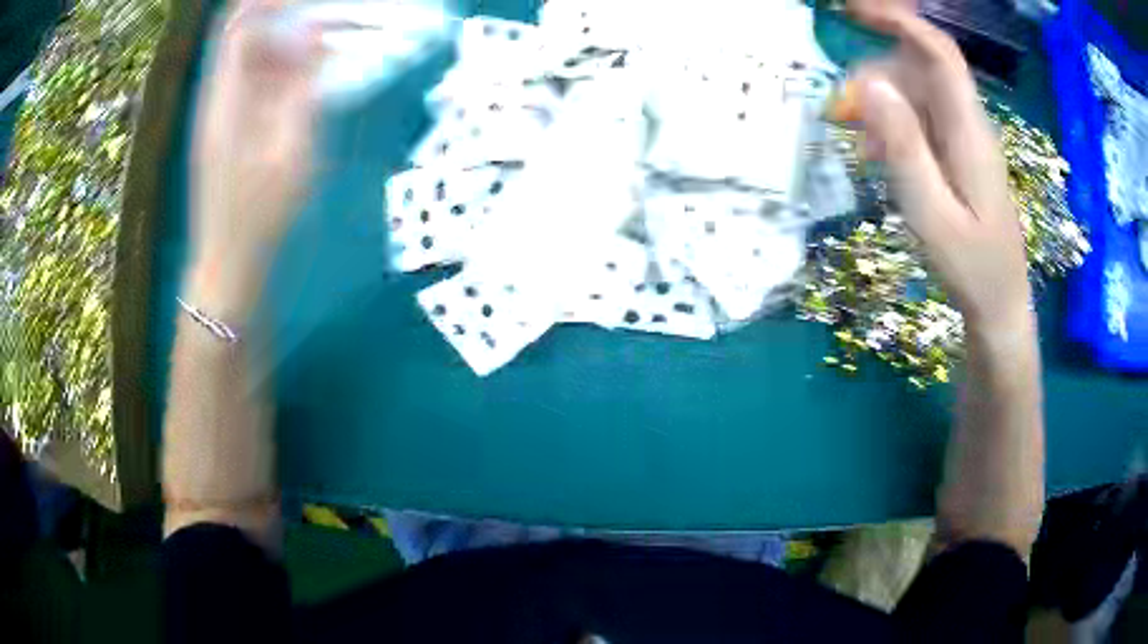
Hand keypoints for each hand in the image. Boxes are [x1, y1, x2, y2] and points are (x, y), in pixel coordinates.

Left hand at [188, 0, 322, 317]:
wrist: (228, 265)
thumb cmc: (258, 216)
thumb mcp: (290, 152)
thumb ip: (302, 89)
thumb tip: (314, 35)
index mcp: (225, 99)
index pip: (238, 27)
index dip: (268, 1)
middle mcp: (220, 97)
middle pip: (246, 34)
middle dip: (285, 13)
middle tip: (329, 13)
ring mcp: (226, 111)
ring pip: (255, 56)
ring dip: (290, 39)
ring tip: (332, 34)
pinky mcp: (235, 125)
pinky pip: (259, 80)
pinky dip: (287, 66)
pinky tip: (313, 69)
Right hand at [834, 0, 1031, 339]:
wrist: (1000, 306)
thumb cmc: (972, 270)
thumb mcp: (932, 216)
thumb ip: (904, 150)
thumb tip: (869, 85)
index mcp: (969, 133)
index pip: (939, 53)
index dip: (900, 20)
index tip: (854, 10)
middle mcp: (969, 124)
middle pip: (921, 68)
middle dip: (877, 73)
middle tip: (844, 112)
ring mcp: (964, 138)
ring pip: (917, 93)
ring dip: (881, 104)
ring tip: (861, 146)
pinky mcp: (958, 154)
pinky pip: (921, 119)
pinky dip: (892, 125)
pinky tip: (878, 155)